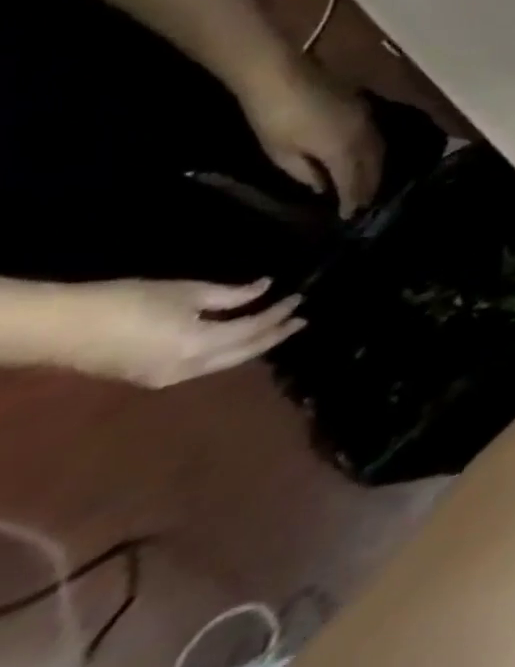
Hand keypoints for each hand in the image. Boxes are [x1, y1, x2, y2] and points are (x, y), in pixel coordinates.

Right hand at [53, 279, 304, 388]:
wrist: (61, 328)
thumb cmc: (128, 302)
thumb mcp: (188, 292)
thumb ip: (231, 294)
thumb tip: (264, 288)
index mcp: (198, 345)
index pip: (253, 328)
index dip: (279, 313)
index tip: (300, 298)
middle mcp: (186, 369)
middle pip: (242, 353)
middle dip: (273, 337)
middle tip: (300, 321)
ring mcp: (165, 378)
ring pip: (224, 363)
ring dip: (253, 346)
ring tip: (278, 328)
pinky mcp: (150, 377)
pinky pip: (203, 366)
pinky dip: (228, 352)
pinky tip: (240, 339)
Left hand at [240, 61, 383, 216]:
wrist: (280, 74)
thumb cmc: (273, 117)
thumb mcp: (281, 153)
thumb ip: (306, 173)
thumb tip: (323, 186)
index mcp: (343, 150)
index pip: (355, 182)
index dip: (354, 201)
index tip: (352, 217)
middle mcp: (364, 137)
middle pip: (374, 167)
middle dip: (370, 187)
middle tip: (365, 205)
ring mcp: (367, 120)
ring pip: (379, 151)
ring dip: (376, 169)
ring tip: (369, 184)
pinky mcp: (364, 109)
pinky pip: (376, 138)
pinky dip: (374, 153)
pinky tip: (367, 157)